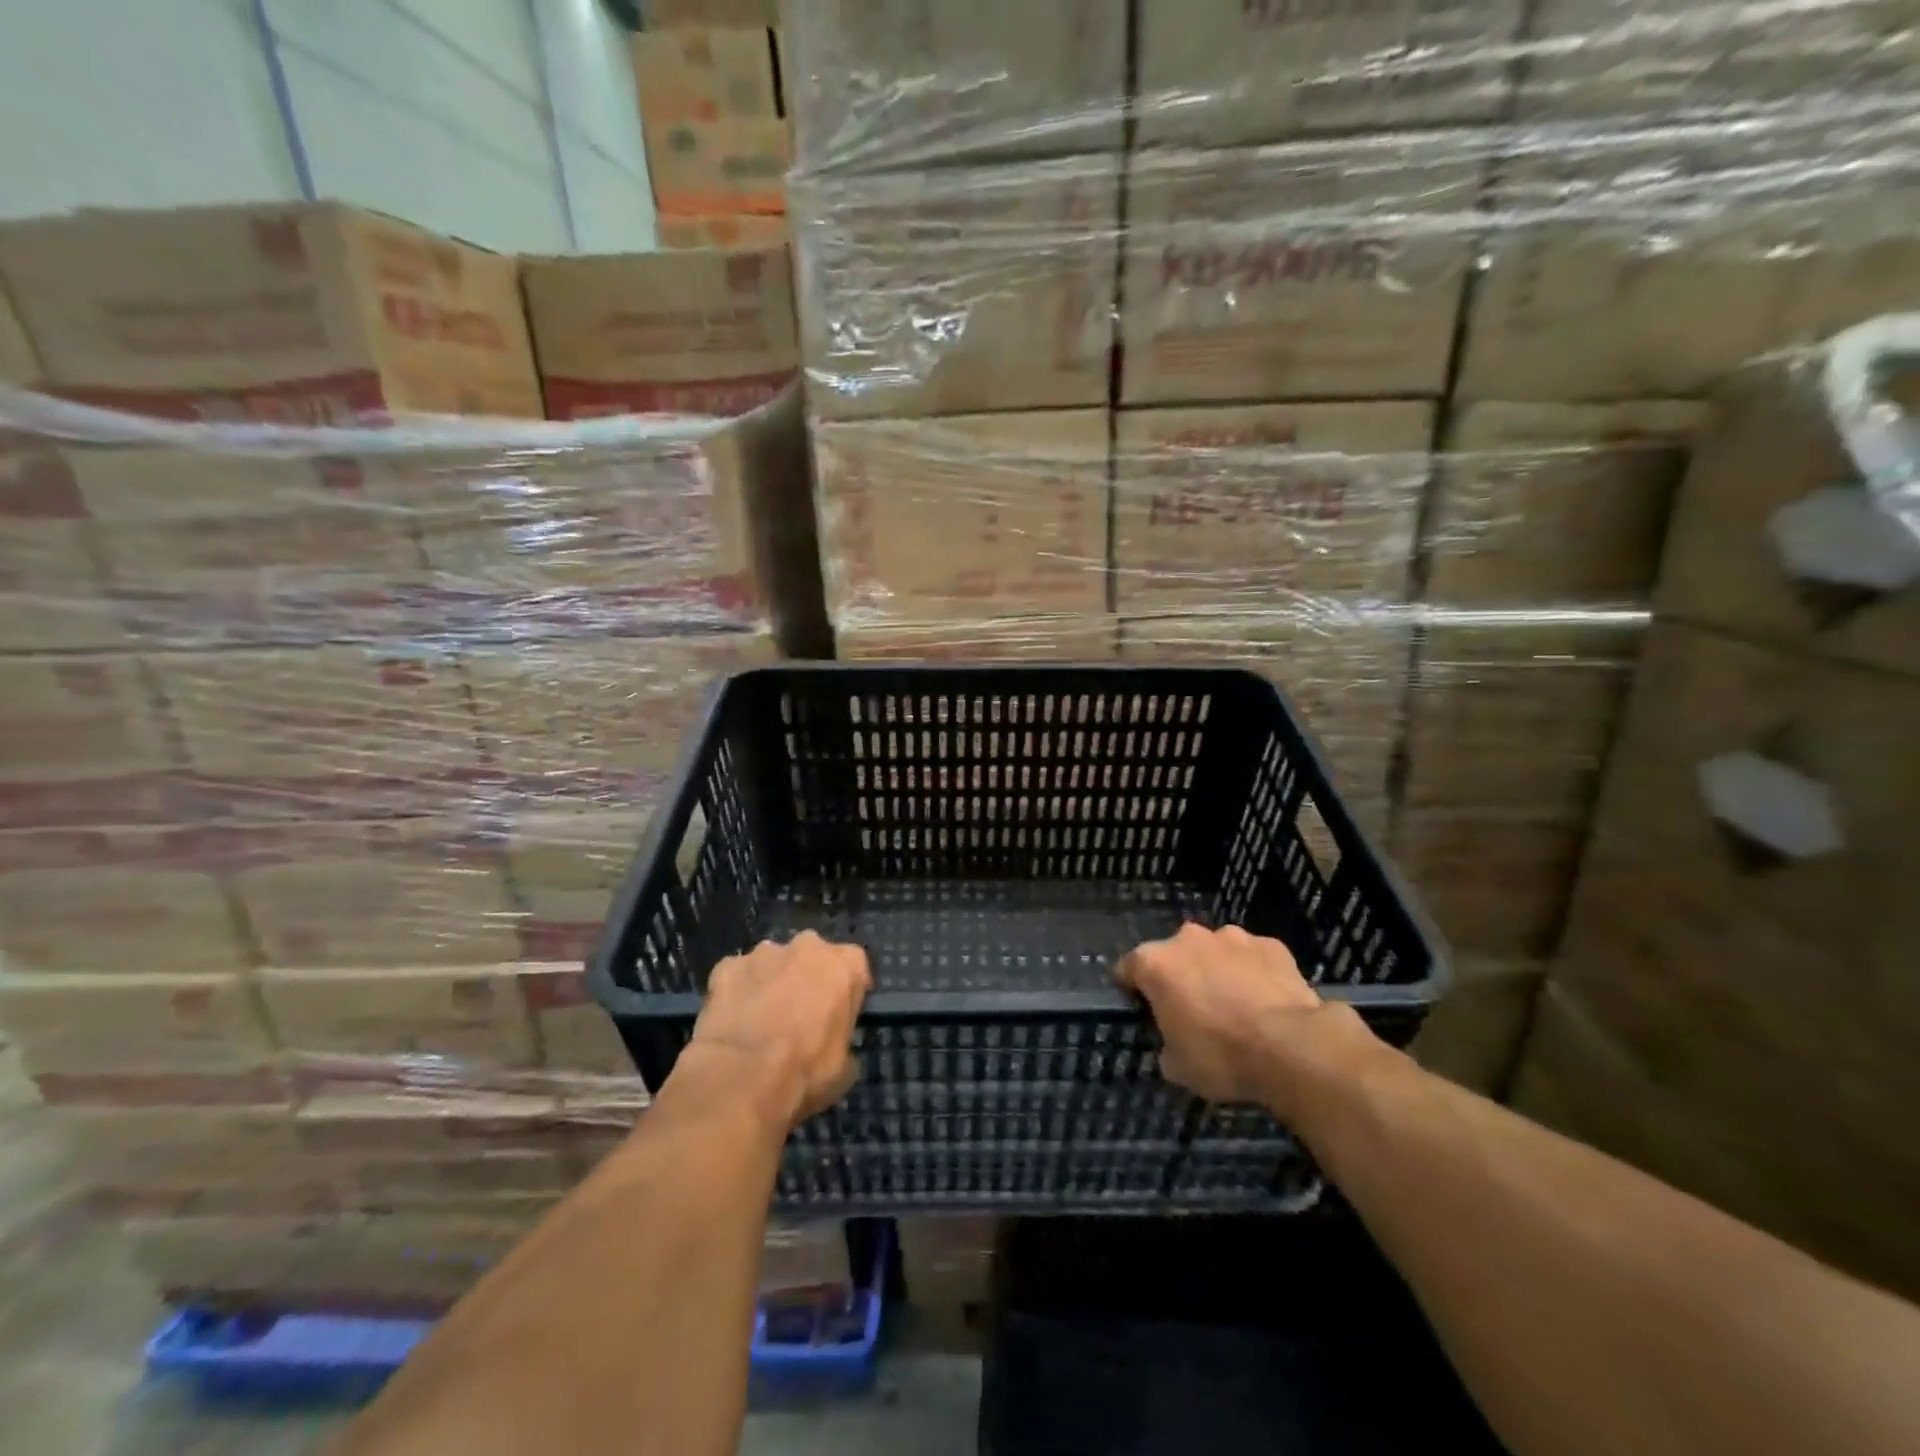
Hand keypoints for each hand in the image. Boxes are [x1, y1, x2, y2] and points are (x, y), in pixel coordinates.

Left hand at [689, 931, 870, 1129]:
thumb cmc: (805, 1071)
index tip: (839, 1012)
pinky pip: (737, 975)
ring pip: (773, 962)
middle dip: (807, 977)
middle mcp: (807, 947)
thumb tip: (831, 1042)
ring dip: (771, 981)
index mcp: (844, 964)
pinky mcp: (727, 966)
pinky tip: (733, 1020)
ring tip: (761, 1019)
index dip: (846, 989)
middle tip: (799, 1013)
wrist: (742, 1077)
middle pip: (812, 955)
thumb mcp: (844, 1066)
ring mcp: (764, 953)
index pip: (854, 965)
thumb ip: (842, 1038)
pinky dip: (737, 991)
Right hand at [1116, 922, 1370, 1114]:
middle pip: (1174, 954)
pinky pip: (1253, 957)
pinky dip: (1254, 973)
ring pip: (1215, 951)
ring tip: (1236, 1006)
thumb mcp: (1177, 1066)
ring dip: (1218, 971)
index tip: (1143, 1010)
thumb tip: (1173, 1041)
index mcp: (1155, 963)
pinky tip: (1267, 1002)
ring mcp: (1232, 937)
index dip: (1132, 989)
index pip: (1127, 968)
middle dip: (1180, 976)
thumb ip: (1165, 1043)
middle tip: (1193, 1011)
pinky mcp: (1271, 944)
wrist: (1292, 1047)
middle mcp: (1188, 938)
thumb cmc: (1221, 1056)